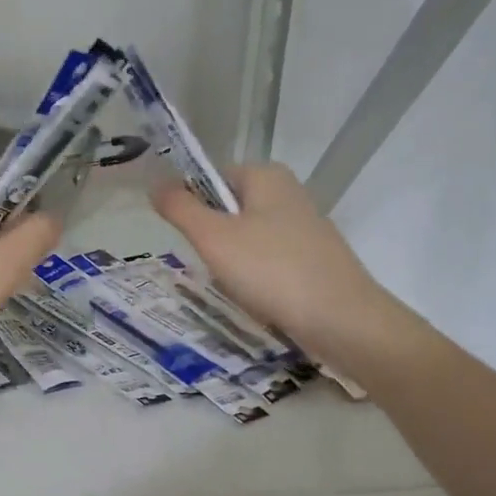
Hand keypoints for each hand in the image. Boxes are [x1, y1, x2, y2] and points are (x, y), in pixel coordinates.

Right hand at [151, 164, 389, 361]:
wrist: (341, 320)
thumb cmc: (271, 270)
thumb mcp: (213, 238)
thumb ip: (180, 208)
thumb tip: (155, 184)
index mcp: (266, 175)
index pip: (212, 178)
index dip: (193, 206)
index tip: (191, 240)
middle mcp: (289, 193)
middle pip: (229, 212)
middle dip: (214, 242)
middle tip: (214, 267)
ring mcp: (305, 228)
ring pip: (247, 242)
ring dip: (234, 266)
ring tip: (239, 288)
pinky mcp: (314, 260)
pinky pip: (269, 264)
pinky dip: (258, 281)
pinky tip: (260, 301)